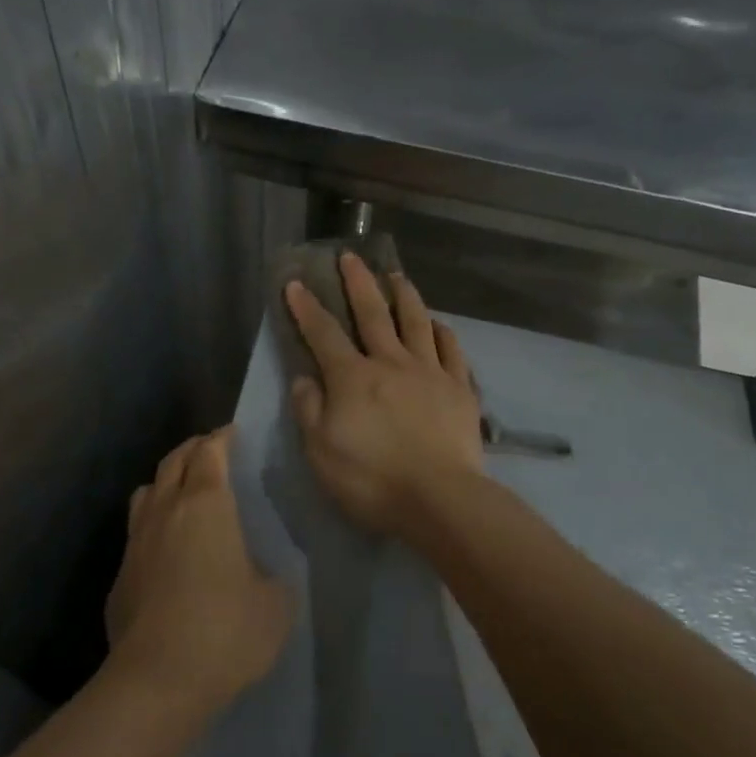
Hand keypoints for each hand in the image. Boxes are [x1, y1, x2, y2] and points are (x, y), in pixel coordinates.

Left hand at [106, 428, 293, 717]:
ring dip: (166, 481)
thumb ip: (274, 575)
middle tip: (211, 452)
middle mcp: (166, 510)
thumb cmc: (225, 632)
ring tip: (183, 493)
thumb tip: (263, 572)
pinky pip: (136, 532)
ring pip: (147, 490)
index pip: (210, 452)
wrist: (156, 681)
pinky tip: (165, 549)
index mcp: (207, 505)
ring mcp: (137, 541)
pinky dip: (152, 524)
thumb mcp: (275, 604)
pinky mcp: (120, 574)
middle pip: (174, 460)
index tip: (233, 434)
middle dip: (193, 449)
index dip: (222, 438)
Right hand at [285, 254, 483, 541]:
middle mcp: (391, 362)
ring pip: (416, 321)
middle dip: (357, 282)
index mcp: (352, 377)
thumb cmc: (372, 479)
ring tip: (396, 276)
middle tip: (350, 256)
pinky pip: (451, 350)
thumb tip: (304, 378)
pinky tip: (438, 325)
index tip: (295, 282)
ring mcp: (430, 372)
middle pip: (372, 313)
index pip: (323, 333)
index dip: (306, 307)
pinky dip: (442, 332)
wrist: (440, 499)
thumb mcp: (320, 452)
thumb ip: (309, 410)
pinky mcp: (460, 388)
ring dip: (404, 295)